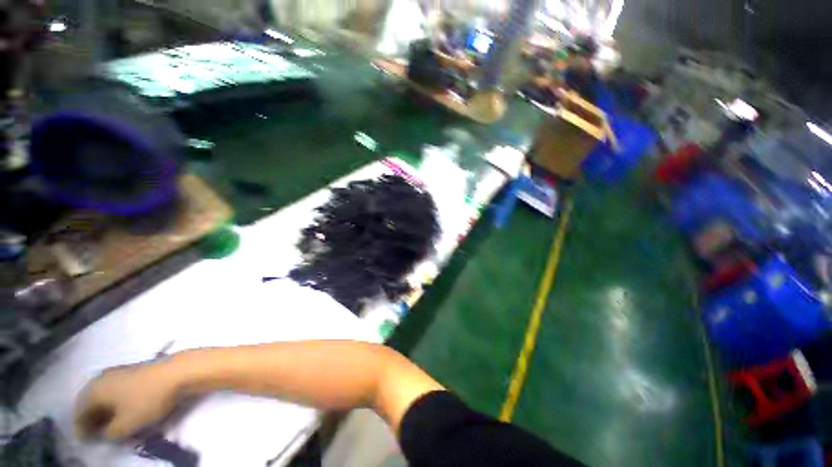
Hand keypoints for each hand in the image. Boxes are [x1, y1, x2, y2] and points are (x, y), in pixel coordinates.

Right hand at [74, 362, 179, 440]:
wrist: (179, 372)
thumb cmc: (147, 399)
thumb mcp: (124, 425)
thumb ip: (108, 434)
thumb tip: (103, 435)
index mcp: (94, 389)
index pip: (78, 412)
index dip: (81, 429)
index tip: (85, 443)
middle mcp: (103, 378)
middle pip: (91, 403)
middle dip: (92, 421)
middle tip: (98, 437)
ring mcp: (120, 373)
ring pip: (105, 398)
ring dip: (106, 413)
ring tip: (112, 429)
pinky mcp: (136, 373)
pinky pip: (119, 392)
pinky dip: (118, 405)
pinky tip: (125, 414)